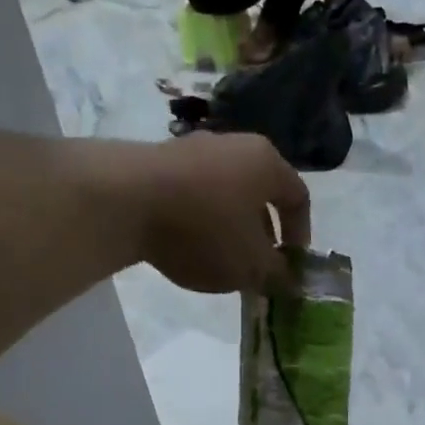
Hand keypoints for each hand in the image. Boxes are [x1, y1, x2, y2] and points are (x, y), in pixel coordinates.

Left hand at [135, 134, 310, 294]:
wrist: (123, 200)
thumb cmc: (205, 230)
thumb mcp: (251, 266)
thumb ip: (277, 274)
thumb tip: (287, 278)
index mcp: (267, 162)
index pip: (299, 197)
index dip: (301, 235)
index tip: (291, 265)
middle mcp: (234, 145)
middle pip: (260, 192)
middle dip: (263, 233)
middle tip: (256, 266)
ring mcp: (192, 148)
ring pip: (225, 192)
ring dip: (230, 227)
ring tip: (220, 259)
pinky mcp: (158, 160)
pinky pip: (193, 192)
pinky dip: (198, 218)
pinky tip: (186, 244)